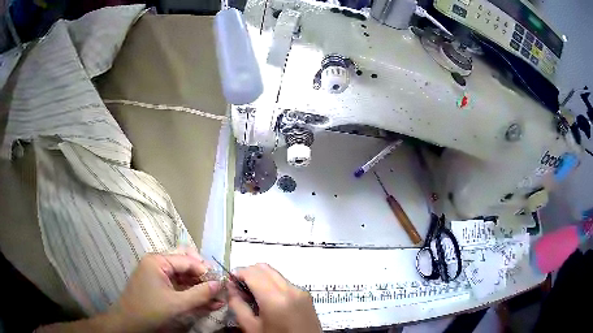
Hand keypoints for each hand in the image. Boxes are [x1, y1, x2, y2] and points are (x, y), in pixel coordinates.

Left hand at [107, 251, 222, 331]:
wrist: (128, 323)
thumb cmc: (150, 310)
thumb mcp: (177, 304)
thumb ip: (199, 294)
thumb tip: (220, 285)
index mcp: (158, 261)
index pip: (187, 260)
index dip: (205, 270)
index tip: (222, 282)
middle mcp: (157, 263)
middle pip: (185, 264)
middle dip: (202, 276)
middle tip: (218, 288)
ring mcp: (157, 274)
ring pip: (183, 276)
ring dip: (199, 286)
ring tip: (216, 297)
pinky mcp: (158, 285)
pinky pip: (178, 285)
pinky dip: (191, 292)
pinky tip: (205, 301)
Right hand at [228, 264, 321, 332]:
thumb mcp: (251, 327)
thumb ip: (237, 305)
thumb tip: (230, 287)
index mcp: (275, 298)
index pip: (252, 272)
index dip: (237, 273)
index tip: (230, 282)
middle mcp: (290, 289)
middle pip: (264, 268)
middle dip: (248, 273)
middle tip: (240, 288)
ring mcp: (301, 291)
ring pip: (275, 273)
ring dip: (261, 278)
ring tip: (253, 295)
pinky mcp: (306, 295)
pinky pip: (285, 282)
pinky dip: (273, 284)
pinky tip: (268, 300)